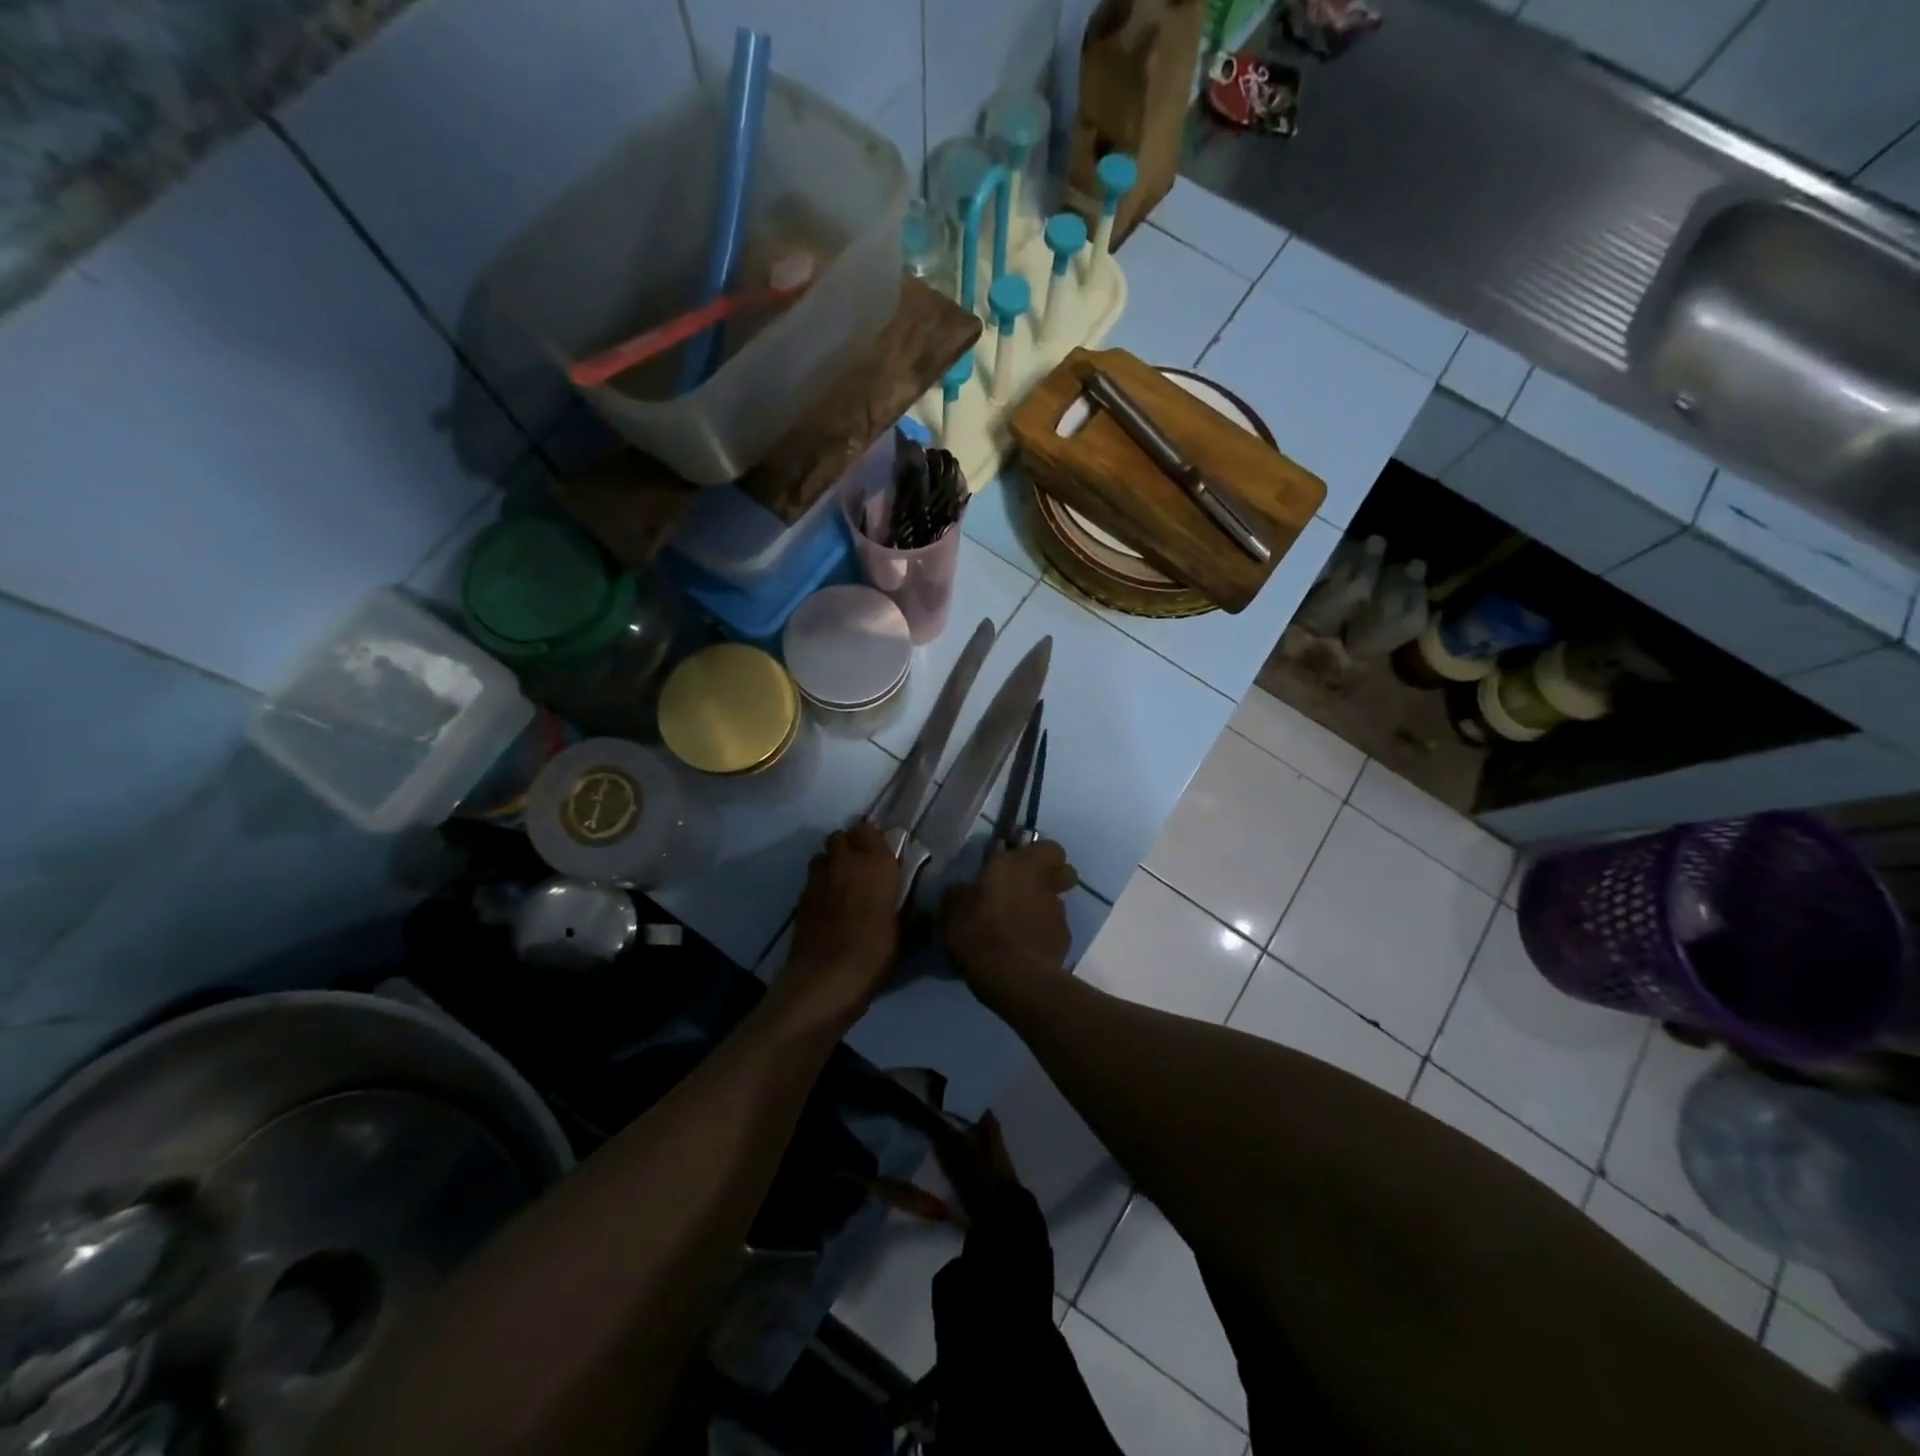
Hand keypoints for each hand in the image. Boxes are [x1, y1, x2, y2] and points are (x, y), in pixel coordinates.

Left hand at [780, 820, 900, 1026]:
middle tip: (861, 866)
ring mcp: (819, 878)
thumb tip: (921, 910)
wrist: (826, 978)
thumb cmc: (874, 952)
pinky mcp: (800, 897)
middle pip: (841, 836)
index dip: (872, 839)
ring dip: (832, 862)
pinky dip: (819, 884)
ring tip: (841, 882)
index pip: (869, 830)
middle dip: (849, 845)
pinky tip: (827, 904)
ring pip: (822, 855)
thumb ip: (910, 915)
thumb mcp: (904, 935)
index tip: (880, 854)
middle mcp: (845, 862)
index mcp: (876, 864)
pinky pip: (811, 879)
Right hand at [942, 841, 1078, 1012]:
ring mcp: (1059, 913)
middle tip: (1028, 888)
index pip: (1048, 847)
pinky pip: (1055, 931)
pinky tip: (1025, 950)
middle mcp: (1045, 883)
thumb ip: (961, 892)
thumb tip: (963, 891)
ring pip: (1058, 902)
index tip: (1021, 862)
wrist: (1012, 975)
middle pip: (1065, 871)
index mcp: (1020, 865)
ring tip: (1020, 927)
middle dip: (1052, 876)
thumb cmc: (979, 931)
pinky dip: (1043, 936)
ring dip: (1044, 909)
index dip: (1038, 853)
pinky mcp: (1065, 941)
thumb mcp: (953, 908)